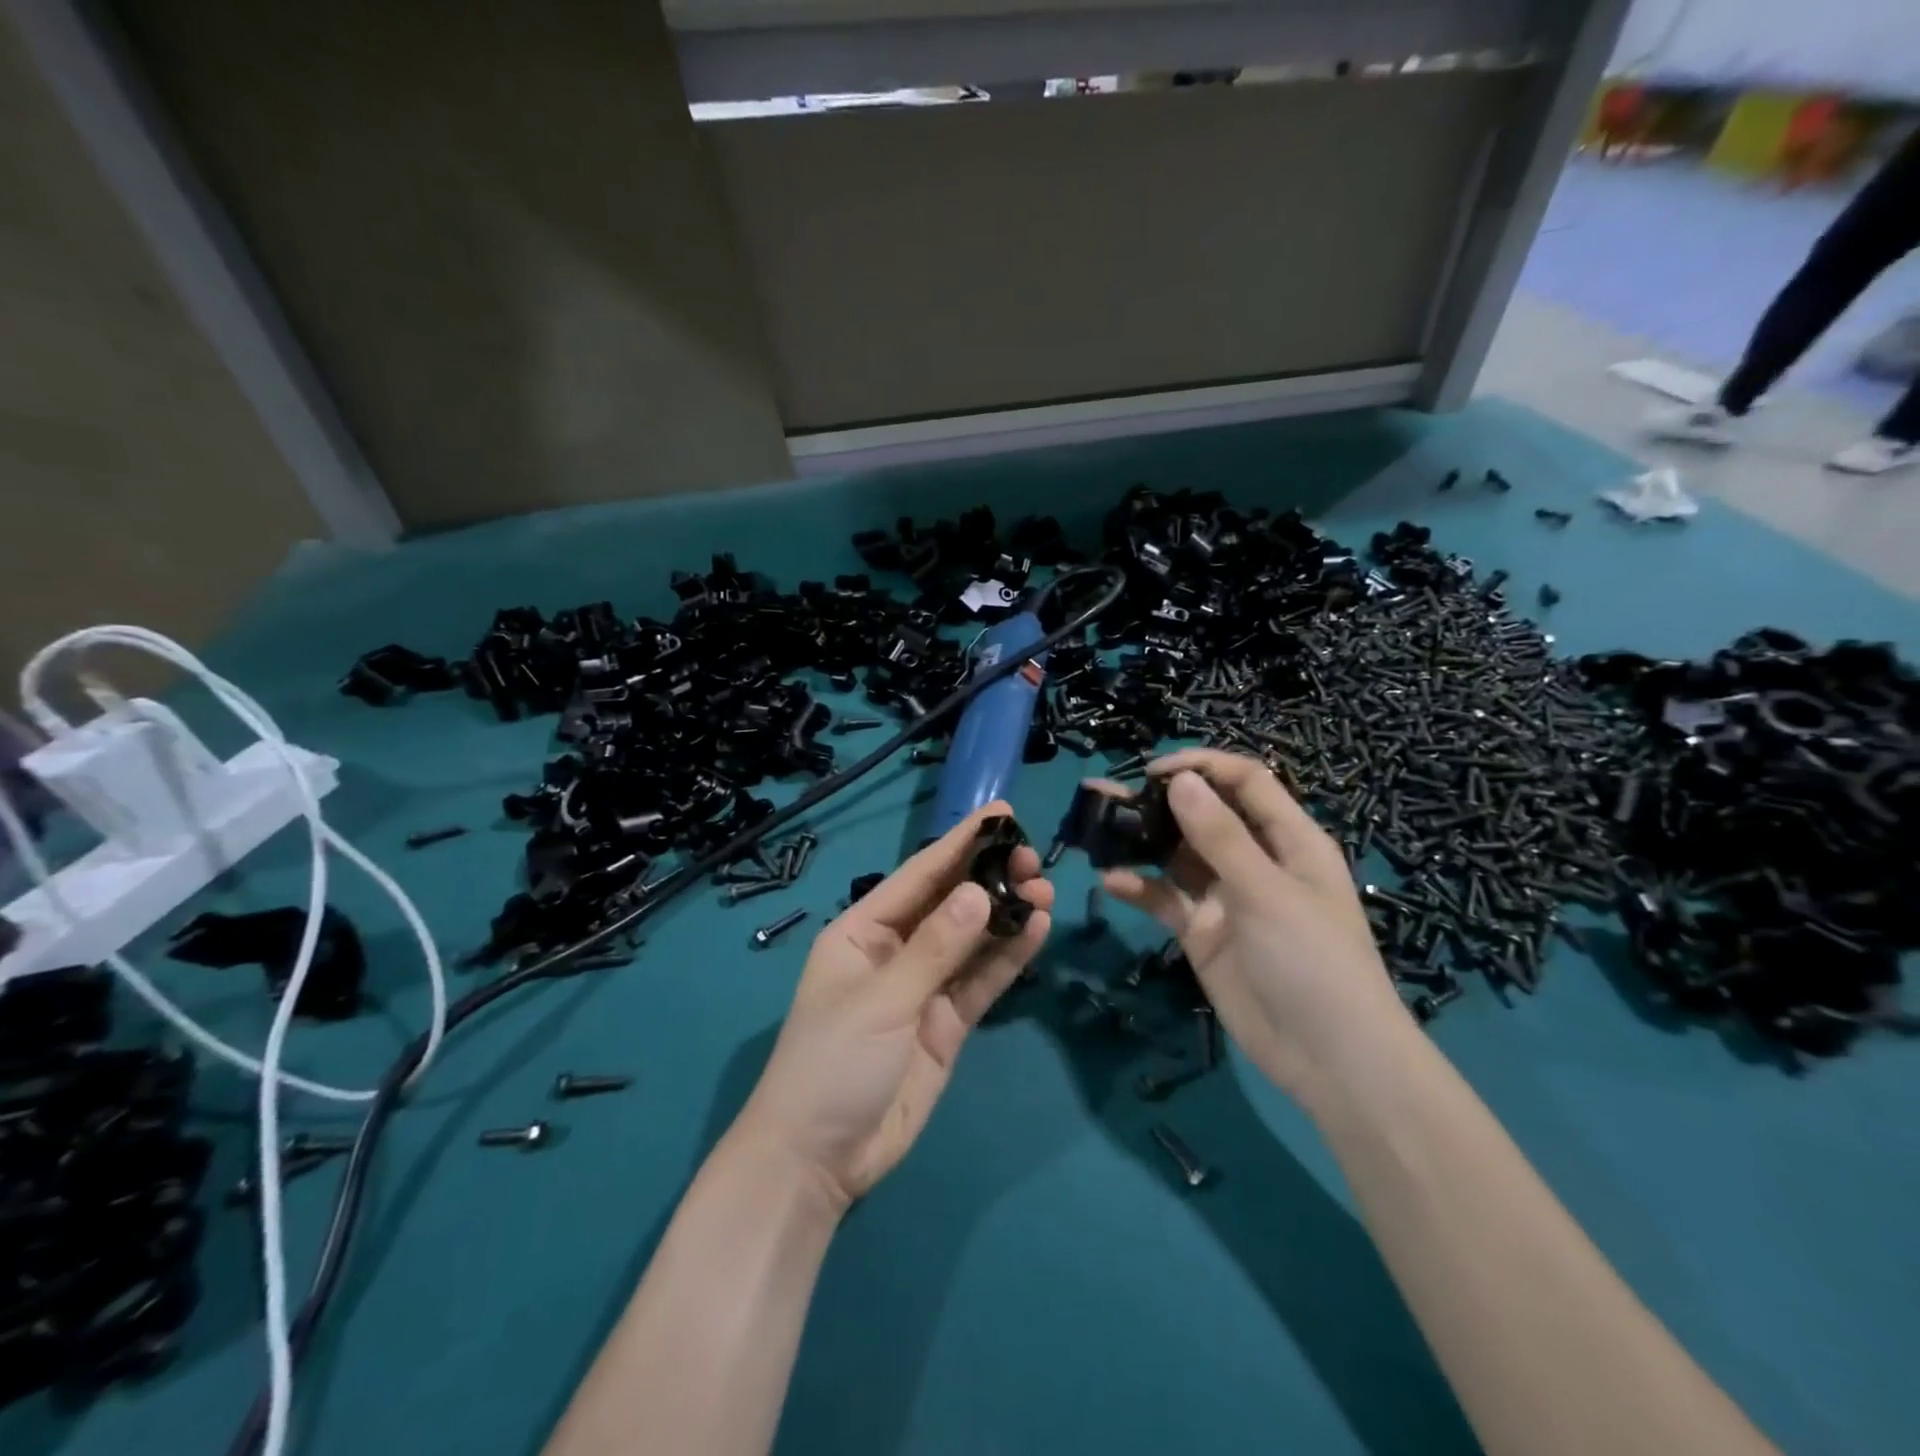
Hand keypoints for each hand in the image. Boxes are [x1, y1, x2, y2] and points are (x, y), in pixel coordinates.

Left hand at [732, 803, 1052, 1213]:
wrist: (819, 1160)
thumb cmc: (833, 1063)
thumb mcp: (882, 999)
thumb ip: (936, 947)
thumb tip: (981, 893)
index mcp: (863, 931)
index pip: (919, 876)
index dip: (960, 842)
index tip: (1001, 813)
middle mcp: (895, 951)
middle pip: (950, 904)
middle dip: (990, 878)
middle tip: (1034, 861)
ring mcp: (923, 988)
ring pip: (972, 940)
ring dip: (1006, 915)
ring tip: (1045, 890)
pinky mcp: (946, 1024)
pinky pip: (981, 981)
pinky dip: (1008, 957)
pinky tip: (1036, 930)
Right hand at [1099, 750, 1406, 1100]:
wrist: (1328, 1060)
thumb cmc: (1313, 961)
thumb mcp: (1268, 892)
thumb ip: (1221, 836)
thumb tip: (1180, 779)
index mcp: (1288, 839)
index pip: (1244, 782)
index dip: (1202, 767)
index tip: (1153, 772)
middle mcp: (1255, 860)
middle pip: (1203, 815)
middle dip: (1159, 801)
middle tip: (1106, 794)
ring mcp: (1226, 897)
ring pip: (1177, 855)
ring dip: (1141, 841)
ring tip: (1095, 828)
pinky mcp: (1203, 933)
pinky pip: (1167, 899)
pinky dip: (1140, 888)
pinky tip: (1112, 882)